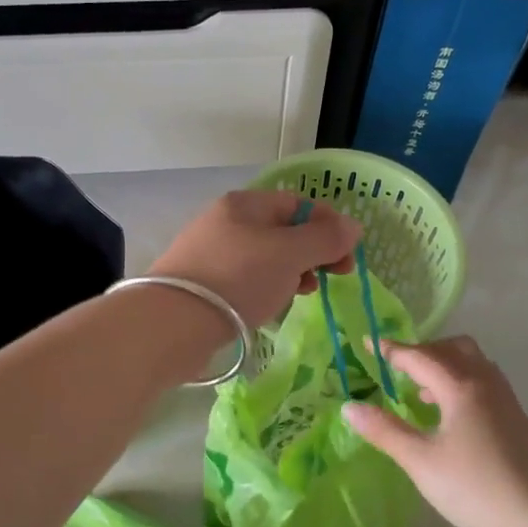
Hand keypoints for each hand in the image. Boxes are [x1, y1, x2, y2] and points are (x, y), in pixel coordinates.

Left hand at [149, 190, 360, 329]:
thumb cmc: (238, 278)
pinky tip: (272, 305)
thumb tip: (353, 226)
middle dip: (312, 251)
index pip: (298, 203)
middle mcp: (225, 221)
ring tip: (302, 293)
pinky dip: (266, 287)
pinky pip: (246, 278)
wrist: (174, 322)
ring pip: (265, 257)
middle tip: (332, 277)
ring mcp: (210, 252)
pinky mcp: (202, 283)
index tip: (347, 255)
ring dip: (291, 272)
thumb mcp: (290, 254)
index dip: (328, 225)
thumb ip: (325, 239)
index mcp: (245, 203)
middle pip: (282, 230)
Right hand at [342, 336, 527, 526]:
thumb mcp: (419, 460)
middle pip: (454, 349)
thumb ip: (385, 431)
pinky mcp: (518, 418)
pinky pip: (486, 381)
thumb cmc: (471, 486)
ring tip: (424, 392)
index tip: (370, 344)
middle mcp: (486, 384)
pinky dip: (464, 381)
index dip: (392, 350)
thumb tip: (350, 408)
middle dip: (424, 351)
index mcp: (460, 388)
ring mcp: (507, 400)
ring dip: (447, 365)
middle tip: (400, 368)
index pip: (420, 357)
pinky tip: (453, 415)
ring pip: (475, 363)